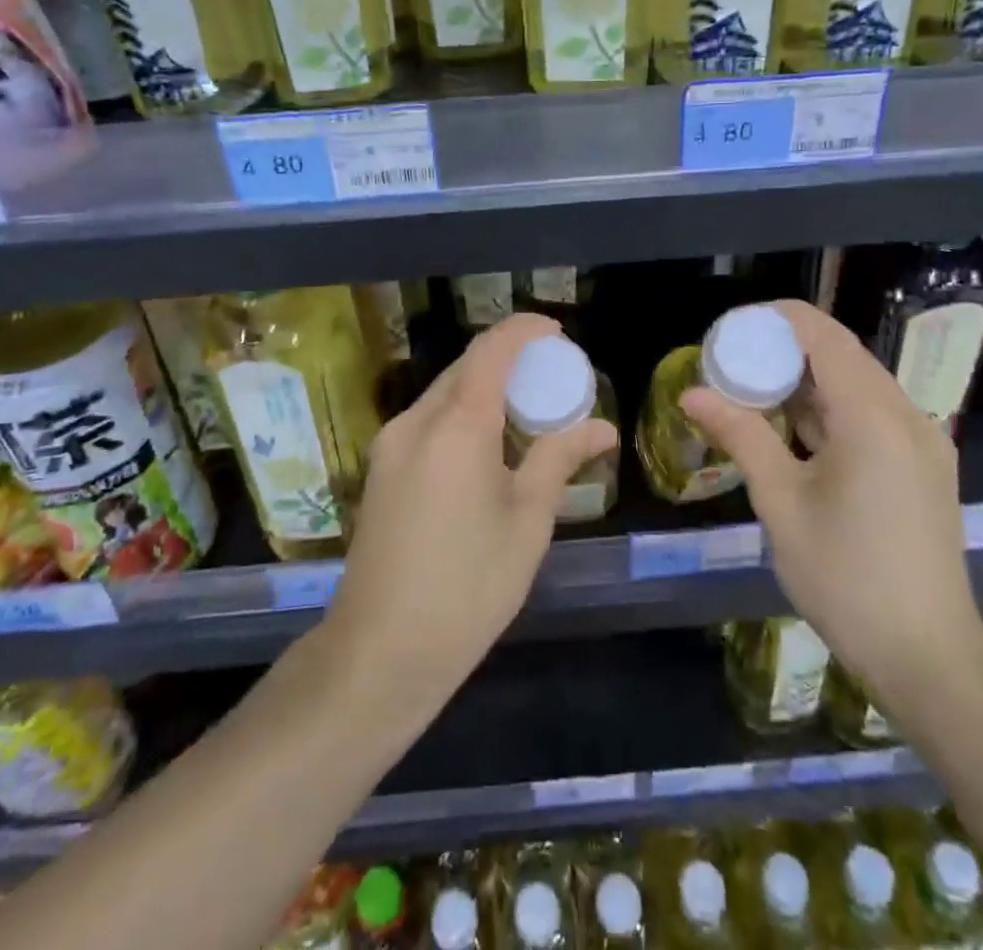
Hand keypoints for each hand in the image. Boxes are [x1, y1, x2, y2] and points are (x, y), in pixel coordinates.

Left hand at [325, 312, 617, 717]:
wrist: (380, 651)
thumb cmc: (468, 587)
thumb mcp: (527, 522)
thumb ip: (559, 460)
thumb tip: (602, 427)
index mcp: (457, 426)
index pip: (491, 350)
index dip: (524, 330)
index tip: (556, 333)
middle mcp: (416, 421)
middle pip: (465, 367)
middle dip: (508, 360)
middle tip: (550, 380)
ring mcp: (390, 444)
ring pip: (443, 393)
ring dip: (483, 388)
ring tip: (524, 414)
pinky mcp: (380, 469)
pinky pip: (427, 420)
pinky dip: (461, 414)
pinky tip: (485, 447)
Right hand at [680, 299, 982, 708]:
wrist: (928, 657)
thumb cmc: (845, 577)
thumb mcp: (781, 503)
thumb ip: (740, 435)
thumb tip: (691, 393)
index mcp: (874, 416)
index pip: (824, 336)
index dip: (778, 319)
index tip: (732, 327)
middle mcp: (907, 415)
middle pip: (843, 356)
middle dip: (786, 349)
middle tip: (733, 362)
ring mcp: (923, 442)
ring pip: (859, 385)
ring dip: (808, 380)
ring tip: (754, 390)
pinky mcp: (925, 466)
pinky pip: (873, 414)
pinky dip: (831, 408)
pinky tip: (795, 429)